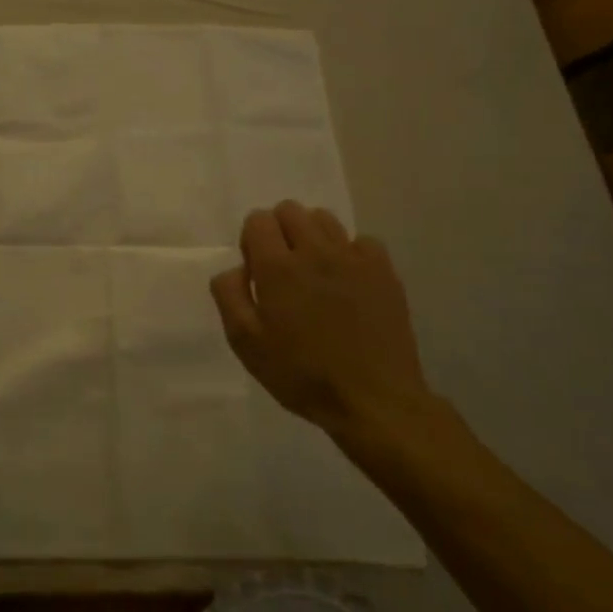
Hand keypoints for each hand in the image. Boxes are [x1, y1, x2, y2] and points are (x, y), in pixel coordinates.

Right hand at [210, 200, 434, 442]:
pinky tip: (348, 281)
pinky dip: (350, 253)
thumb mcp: (246, 343)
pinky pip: (361, 241)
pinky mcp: (383, 270)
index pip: (258, 219)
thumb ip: (229, 295)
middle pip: (290, 210)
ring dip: (312, 236)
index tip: (257, 272)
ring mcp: (352, 257)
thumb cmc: (302, 375)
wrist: (374, 401)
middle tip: (283, 270)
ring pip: (324, 218)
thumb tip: (235, 267)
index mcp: (277, 267)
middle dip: (279, 231)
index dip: (252, 240)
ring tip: (315, 271)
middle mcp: (314, 251)